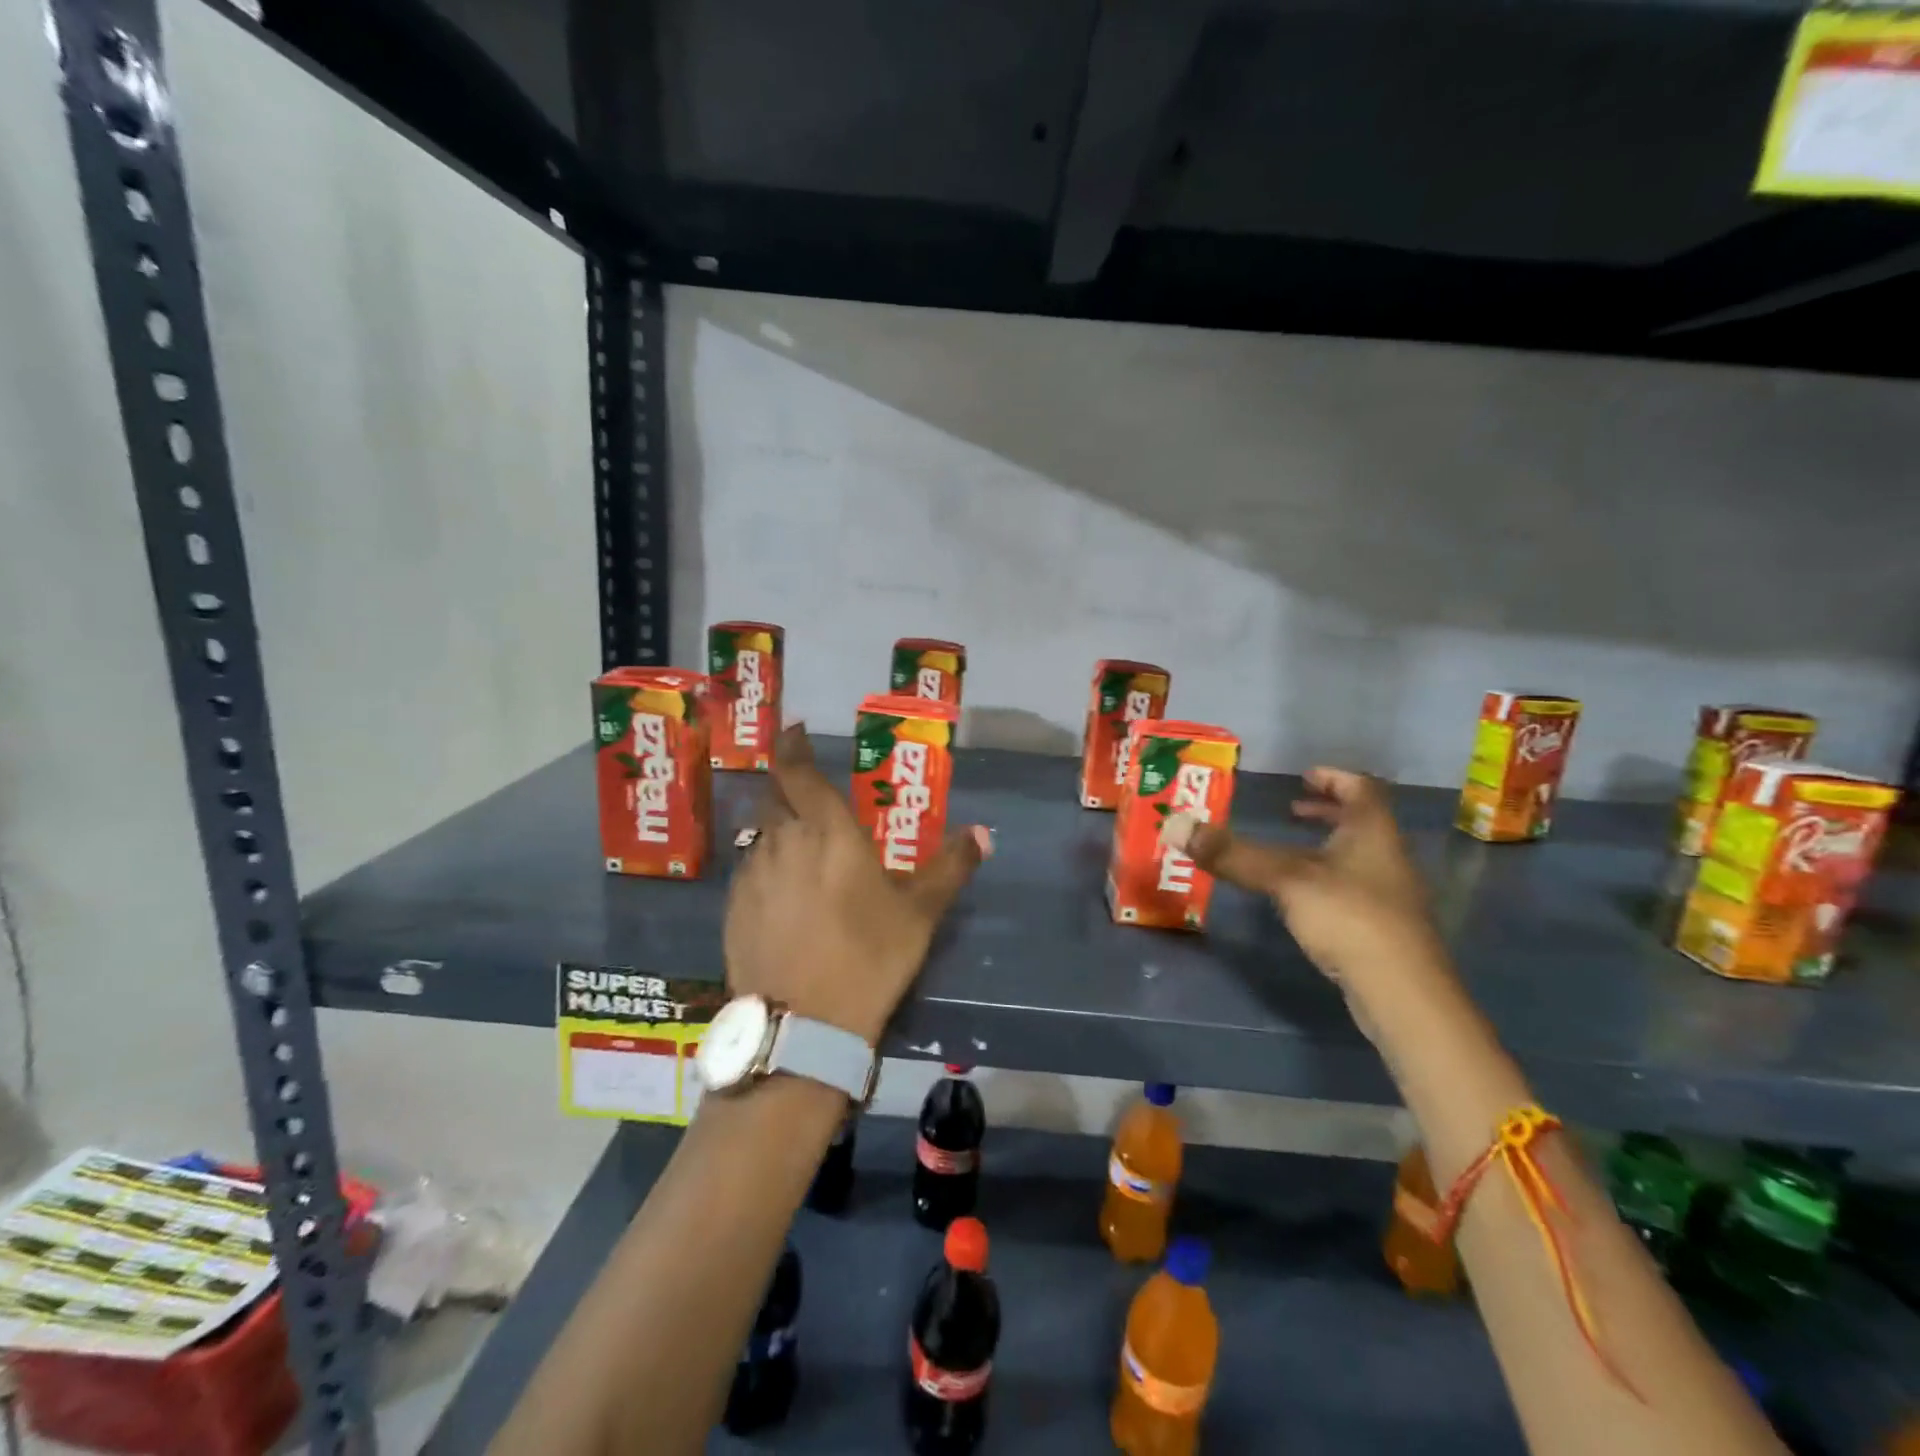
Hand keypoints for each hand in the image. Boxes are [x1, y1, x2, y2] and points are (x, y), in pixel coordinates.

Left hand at [724, 724, 990, 1043]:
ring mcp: (752, 875)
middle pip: (775, 798)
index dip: (793, 747)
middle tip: (809, 795)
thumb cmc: (869, 956)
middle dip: (788, 787)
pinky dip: (766, 867)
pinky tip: (782, 894)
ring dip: (778, 830)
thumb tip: (983, 833)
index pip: (798, 771)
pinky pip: (749, 871)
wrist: (803, 1024)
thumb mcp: (920, 912)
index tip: (794, 732)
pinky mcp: (733, 909)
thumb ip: (951, 867)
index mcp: (826, 830)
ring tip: (801, 850)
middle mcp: (782, 841)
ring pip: (761, 835)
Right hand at [1171, 767, 1446, 996]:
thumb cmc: (1348, 918)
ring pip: (1358, 857)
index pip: (1361, 789)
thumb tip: (1176, 825)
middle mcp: (1388, 857)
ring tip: (1289, 853)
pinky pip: (1354, 888)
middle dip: (1326, 813)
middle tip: (1291, 811)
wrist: (1402, 992)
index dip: (1333, 778)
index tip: (1304, 777)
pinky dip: (1327, 880)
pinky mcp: (1385, 928)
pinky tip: (1303, 899)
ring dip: (1326, 847)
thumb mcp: (1284, 879)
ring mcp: (1390, 895)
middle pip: (1362, 823)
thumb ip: (1232, 854)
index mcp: (1373, 833)